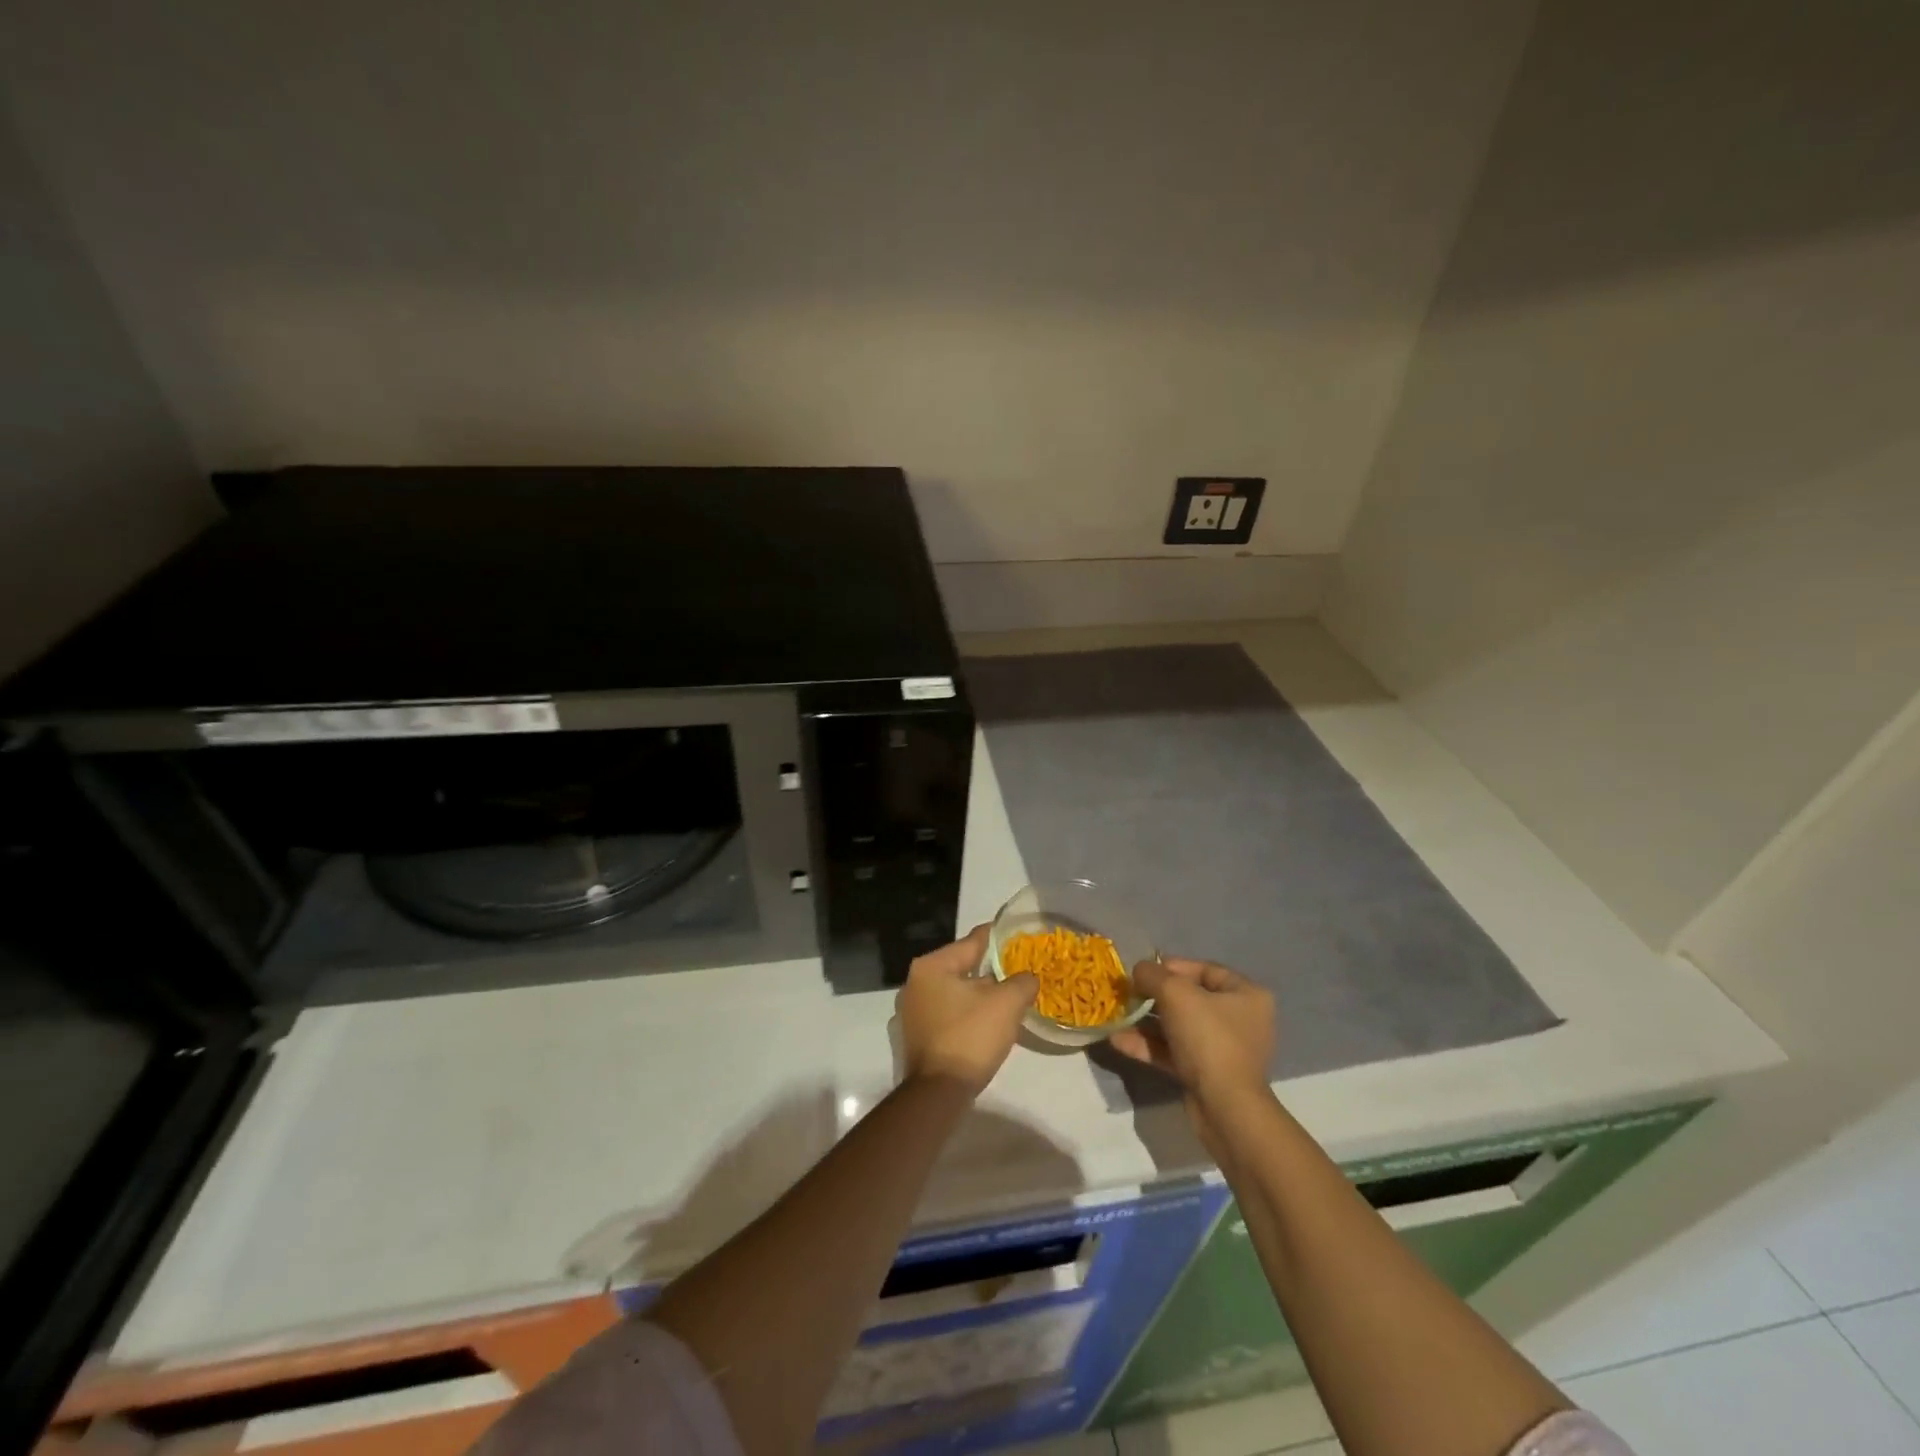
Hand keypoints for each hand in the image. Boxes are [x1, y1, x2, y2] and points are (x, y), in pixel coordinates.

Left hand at [896, 925, 1038, 1093]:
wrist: (938, 1093)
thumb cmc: (970, 1037)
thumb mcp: (1006, 1004)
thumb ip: (1021, 982)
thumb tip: (1029, 978)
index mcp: (932, 965)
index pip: (972, 942)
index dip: (999, 938)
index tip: (1019, 936)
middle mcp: (915, 982)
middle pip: (962, 966)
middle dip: (990, 969)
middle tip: (1018, 970)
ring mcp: (912, 1010)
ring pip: (955, 992)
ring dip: (979, 994)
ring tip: (1008, 996)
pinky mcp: (916, 1035)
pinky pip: (948, 1013)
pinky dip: (966, 1013)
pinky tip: (987, 1021)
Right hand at [1110, 958, 1276, 1140]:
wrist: (1225, 1108)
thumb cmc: (1208, 1038)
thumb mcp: (1175, 994)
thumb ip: (1153, 975)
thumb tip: (1139, 970)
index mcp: (1246, 994)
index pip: (1205, 969)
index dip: (1171, 966)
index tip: (1143, 971)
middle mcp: (1240, 1019)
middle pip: (1190, 999)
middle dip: (1154, 997)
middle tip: (1127, 994)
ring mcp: (1224, 1049)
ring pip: (1179, 1027)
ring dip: (1146, 1023)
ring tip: (1117, 1018)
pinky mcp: (1208, 1074)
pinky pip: (1175, 1052)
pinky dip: (1150, 1046)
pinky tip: (1119, 1042)